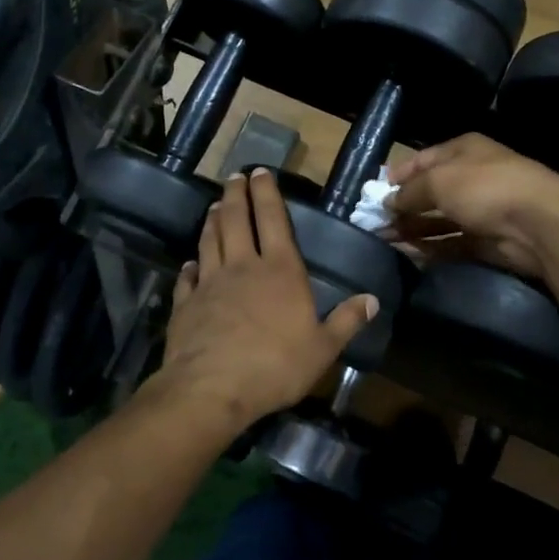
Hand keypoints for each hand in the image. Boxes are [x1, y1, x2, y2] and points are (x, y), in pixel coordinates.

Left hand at [156, 169, 377, 427]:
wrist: (212, 387)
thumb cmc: (275, 366)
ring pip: (210, 241)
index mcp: (280, 270)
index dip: (266, 193)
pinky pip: (187, 277)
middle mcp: (242, 266)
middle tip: (234, 178)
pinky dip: (190, 266)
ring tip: (214, 207)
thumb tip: (373, 300)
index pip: (272, 219)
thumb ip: (347, 321)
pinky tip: (190, 263)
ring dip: (212, 221)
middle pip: (235, 220)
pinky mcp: (186, 304)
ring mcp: (209, 283)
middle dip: (235, 196)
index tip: (259, 172)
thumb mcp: (323, 348)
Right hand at [385, 133, 558, 276]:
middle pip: (429, 192)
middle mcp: (471, 177)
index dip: (398, 175)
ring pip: (438, 220)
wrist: (537, 224)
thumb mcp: (438, 181)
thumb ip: (409, 192)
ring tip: (383, 240)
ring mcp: (480, 210)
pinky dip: (430, 248)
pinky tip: (408, 254)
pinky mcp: (485, 240)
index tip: (374, 193)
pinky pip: (450, 243)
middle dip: (401, 206)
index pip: (423, 160)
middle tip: (373, 222)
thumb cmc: (484, 187)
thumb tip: (388, 202)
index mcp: (463, 150)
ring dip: (411, 229)